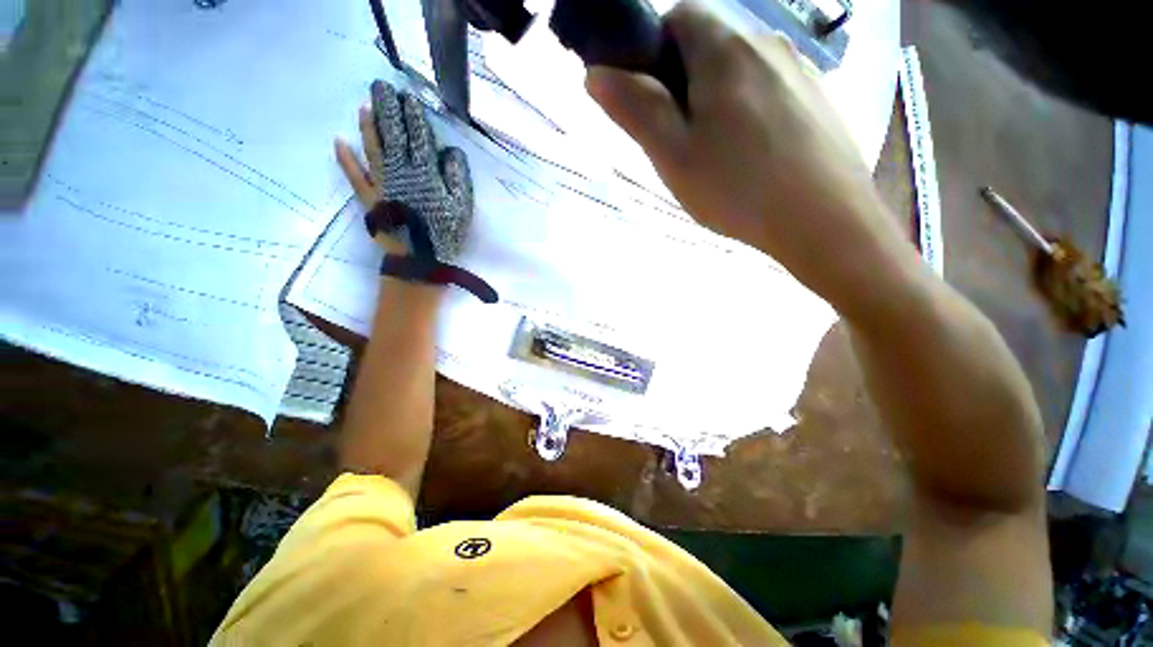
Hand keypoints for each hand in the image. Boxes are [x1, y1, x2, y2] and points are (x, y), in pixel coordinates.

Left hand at [335, 81, 494, 302]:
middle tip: (381, 88)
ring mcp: (382, 184)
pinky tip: (338, 142)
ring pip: (373, 149)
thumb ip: (457, 178)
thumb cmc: (444, 235)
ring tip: (364, 106)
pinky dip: (346, 160)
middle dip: (387, 111)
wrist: (420, 262)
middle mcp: (401, 172)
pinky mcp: (370, 199)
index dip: (413, 116)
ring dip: (368, 127)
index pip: (419, 138)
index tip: (408, 97)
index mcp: (425, 173)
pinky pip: (355, 176)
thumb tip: (451, 152)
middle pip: (393, 136)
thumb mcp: (461, 208)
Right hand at [585, 2, 904, 297]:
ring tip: (715, 155)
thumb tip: (596, 74)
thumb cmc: (736, 187)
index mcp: (725, 48)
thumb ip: (634, 108)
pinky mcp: (816, 98)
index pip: (678, 16)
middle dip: (684, 82)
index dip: (655, 51)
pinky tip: (752, 156)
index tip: (651, 100)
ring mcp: (799, 69)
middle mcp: (766, 42)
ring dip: (717, 99)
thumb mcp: (672, 153)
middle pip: (710, 44)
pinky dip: (750, 112)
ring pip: (740, 70)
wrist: (823, 219)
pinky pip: (769, 90)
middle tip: (680, 139)